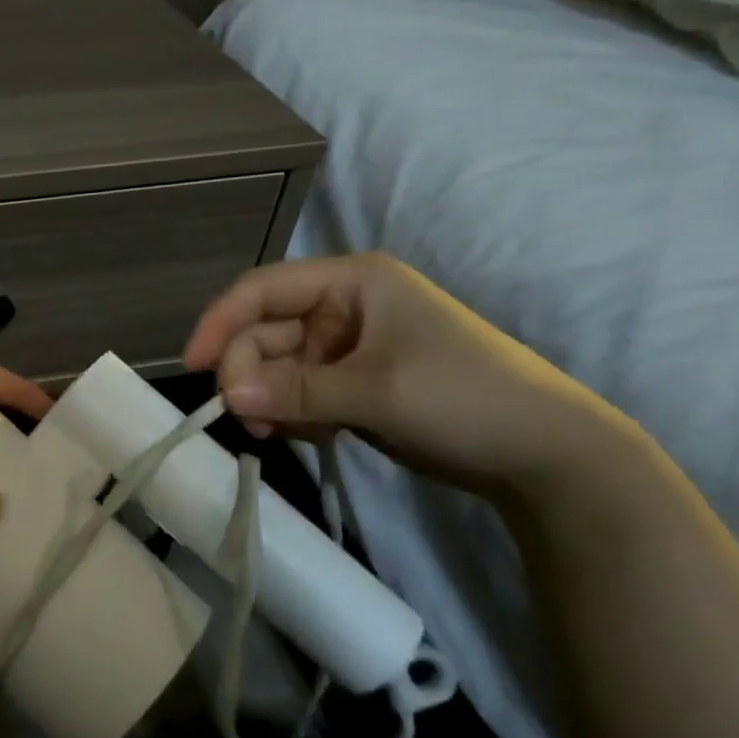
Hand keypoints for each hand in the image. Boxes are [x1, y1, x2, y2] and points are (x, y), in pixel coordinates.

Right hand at [183, 252, 630, 494]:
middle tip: (248, 420)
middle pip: (264, 332)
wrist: (545, 455)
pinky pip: (296, 391)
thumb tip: (225, 399)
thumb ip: (295, 391)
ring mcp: (345, 347)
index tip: (193, 366)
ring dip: (268, 399)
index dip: (221, 322)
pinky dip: (291, 414)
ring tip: (281, 434)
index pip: (262, 289)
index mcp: (352, 282)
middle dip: (249, 374)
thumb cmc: (465, 398)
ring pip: (276, 366)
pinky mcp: (350, 383)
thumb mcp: (376, 390)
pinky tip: (311, 435)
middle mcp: (342, 306)